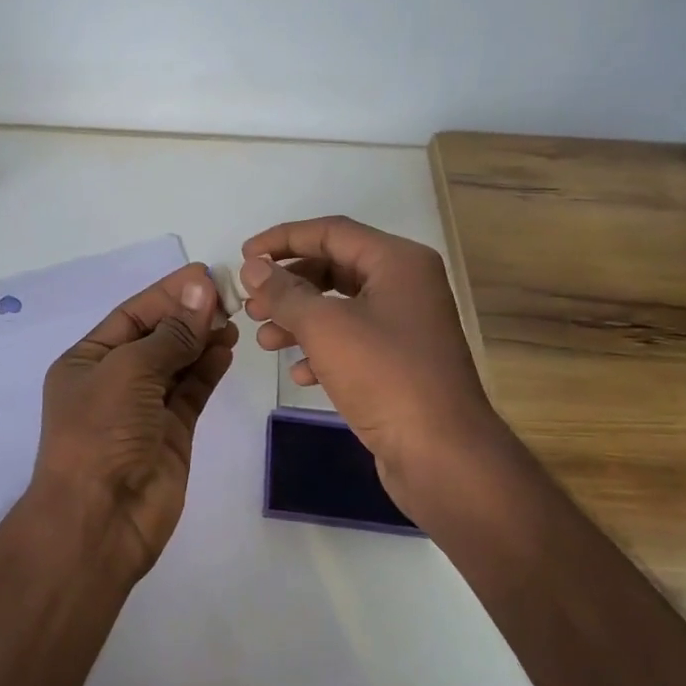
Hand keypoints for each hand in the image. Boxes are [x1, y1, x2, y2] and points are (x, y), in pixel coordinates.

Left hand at [30, 263, 238, 577]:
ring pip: (178, 363)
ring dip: (203, 339)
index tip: (205, 275)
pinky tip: (227, 348)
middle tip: (230, 296)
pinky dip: (208, 370)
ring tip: (234, 318)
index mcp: (87, 360)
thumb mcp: (129, 371)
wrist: (101, 518)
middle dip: (189, 315)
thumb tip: (201, 290)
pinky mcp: (171, 433)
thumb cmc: (102, 433)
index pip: (132, 315)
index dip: (167, 294)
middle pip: (157, 336)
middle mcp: (114, 381)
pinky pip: (192, 392)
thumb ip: (171, 333)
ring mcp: (144, 409)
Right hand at [240, 217, 492, 510]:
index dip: (282, 239)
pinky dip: (321, 350)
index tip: (243, 255)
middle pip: (334, 268)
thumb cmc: (384, 375)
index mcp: (397, 262)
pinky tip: (299, 373)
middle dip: (288, 284)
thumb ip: (284, 292)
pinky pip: (352, 342)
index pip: (330, 232)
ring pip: (339, 308)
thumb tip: (252, 266)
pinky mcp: (399, 362)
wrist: (441, 453)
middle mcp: (405, 285)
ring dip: (299, 319)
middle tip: (251, 304)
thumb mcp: (325, 327)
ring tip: (265, 339)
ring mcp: (404, 326)